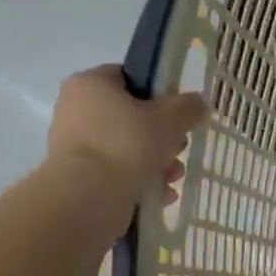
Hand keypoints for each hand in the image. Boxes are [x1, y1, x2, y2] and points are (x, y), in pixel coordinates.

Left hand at [47, 65, 207, 215]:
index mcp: (92, 84)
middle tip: (179, 149)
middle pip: (132, 118)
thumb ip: (188, 107)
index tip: (179, 114)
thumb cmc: (127, 144)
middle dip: (163, 137)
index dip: (159, 94)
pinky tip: (162, 195)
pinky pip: (120, 174)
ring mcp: (77, 146)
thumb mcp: (169, 119)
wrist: (88, 197)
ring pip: (129, 149)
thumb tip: (199, 103)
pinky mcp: (82, 177)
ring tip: (173, 177)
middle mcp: (78, 110)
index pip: (129, 78)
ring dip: (158, 163)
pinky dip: (142, 182)